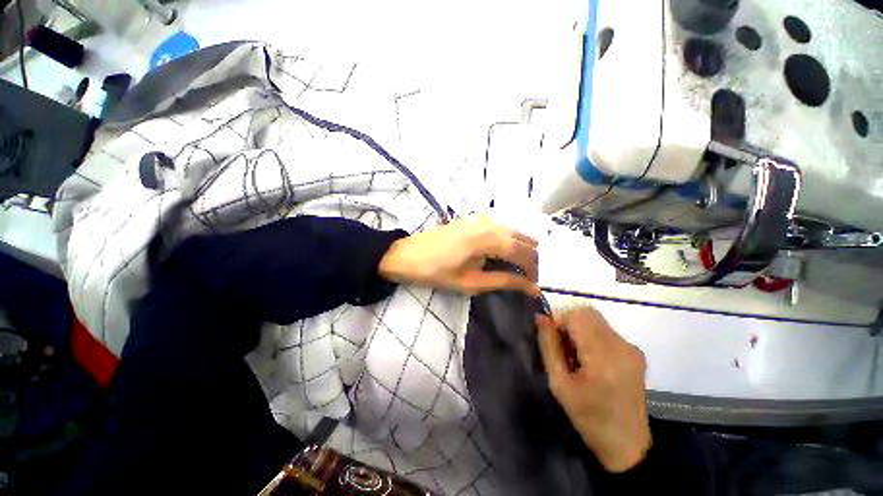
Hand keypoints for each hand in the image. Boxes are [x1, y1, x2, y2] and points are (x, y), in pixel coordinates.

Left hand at [378, 215, 539, 295]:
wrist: (407, 254)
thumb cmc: (436, 272)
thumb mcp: (470, 282)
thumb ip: (503, 281)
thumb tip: (531, 287)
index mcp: (488, 239)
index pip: (523, 251)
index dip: (534, 268)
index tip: (537, 284)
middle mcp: (489, 223)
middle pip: (521, 238)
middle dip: (531, 257)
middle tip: (532, 276)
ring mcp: (480, 218)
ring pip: (512, 230)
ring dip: (521, 247)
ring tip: (522, 267)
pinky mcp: (473, 218)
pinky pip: (500, 227)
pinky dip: (509, 239)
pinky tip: (506, 252)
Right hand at [536, 307, 651, 472]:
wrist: (627, 445)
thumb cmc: (588, 417)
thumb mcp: (559, 383)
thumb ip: (549, 346)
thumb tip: (541, 318)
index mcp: (603, 357)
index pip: (578, 315)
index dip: (559, 320)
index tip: (551, 338)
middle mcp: (621, 346)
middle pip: (588, 313)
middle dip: (568, 322)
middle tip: (562, 347)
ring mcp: (631, 348)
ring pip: (596, 320)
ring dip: (580, 329)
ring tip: (575, 356)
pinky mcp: (635, 352)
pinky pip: (605, 331)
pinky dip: (591, 336)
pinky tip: (590, 360)